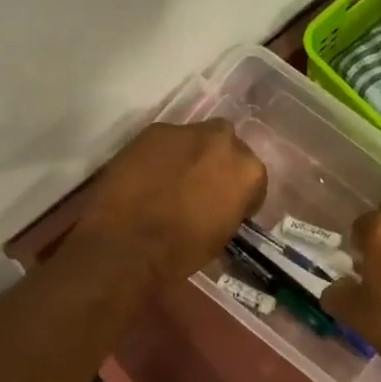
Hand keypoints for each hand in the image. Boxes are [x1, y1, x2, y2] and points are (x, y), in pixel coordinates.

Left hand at [75, 120, 267, 282]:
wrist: (127, 243)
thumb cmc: (181, 251)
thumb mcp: (221, 236)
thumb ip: (230, 209)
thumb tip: (221, 205)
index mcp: (249, 171)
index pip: (253, 178)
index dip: (240, 194)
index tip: (227, 207)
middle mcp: (224, 141)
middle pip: (227, 147)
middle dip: (217, 164)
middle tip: (201, 187)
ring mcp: (187, 131)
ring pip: (196, 139)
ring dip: (190, 156)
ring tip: (171, 180)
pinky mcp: (154, 130)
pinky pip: (166, 141)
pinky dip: (161, 155)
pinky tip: (148, 175)